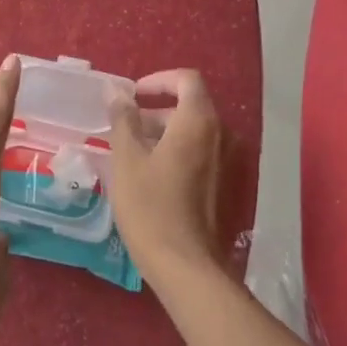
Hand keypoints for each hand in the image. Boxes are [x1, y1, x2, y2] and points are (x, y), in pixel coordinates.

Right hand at [109, 69, 224, 280]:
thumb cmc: (150, 206)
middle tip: (124, 130)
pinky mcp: (227, 185)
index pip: (186, 80)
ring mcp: (229, 162)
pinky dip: (177, 153)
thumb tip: (117, 92)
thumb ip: (123, 119)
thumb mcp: (127, 159)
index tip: (132, 96)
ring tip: (132, 154)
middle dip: (156, 111)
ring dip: (164, 133)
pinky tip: (152, 176)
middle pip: (190, 106)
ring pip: (194, 132)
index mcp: (198, 121)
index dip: (158, 80)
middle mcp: (221, 135)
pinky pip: (201, 154)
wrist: (186, 265)